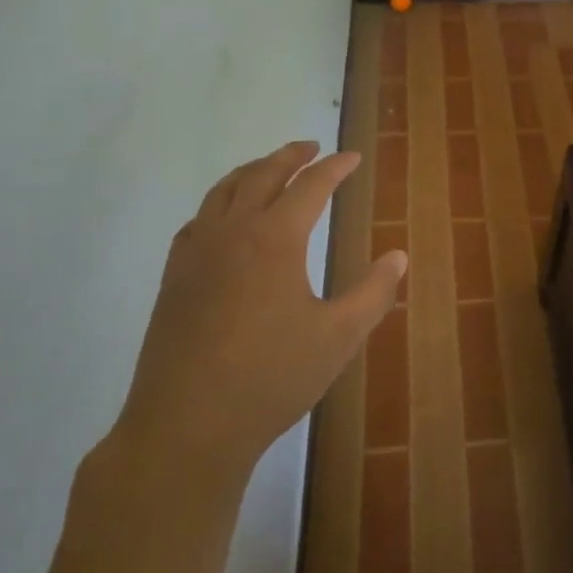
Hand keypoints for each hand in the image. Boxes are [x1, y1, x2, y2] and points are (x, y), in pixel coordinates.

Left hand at [111, 141, 407, 484]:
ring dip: (252, 170)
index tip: (353, 158)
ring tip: (270, 168)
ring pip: (224, 190)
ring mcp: (197, 252)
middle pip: (263, 174)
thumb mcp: (339, 337)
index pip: (311, 185)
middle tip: (312, 146)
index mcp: (275, 238)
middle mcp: (233, 231)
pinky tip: (225, 218)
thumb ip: (373, 293)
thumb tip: (398, 256)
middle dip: (290, 156)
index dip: (335, 167)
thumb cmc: (271, 378)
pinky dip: (219, 202)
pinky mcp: (174, 277)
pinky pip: (198, 219)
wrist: (186, 426)